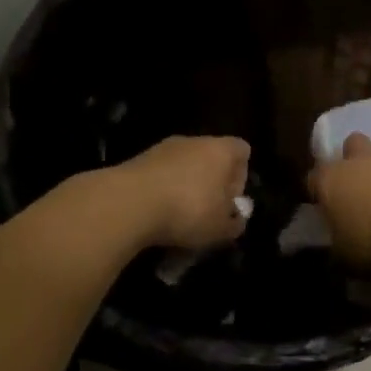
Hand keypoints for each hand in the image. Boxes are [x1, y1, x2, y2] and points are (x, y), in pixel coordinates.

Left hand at [118, 136, 251, 250]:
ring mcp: (162, 149)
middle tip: (206, 215)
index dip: (241, 176)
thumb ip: (234, 223)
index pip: (242, 151)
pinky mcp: (137, 161)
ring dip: (183, 192)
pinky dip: (160, 195)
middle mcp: (193, 141)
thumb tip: (234, 219)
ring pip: (182, 169)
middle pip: (210, 159)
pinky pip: (158, 178)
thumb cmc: (188, 210)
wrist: (129, 203)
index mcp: (221, 150)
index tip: (230, 201)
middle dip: (209, 186)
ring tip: (177, 222)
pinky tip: (154, 219)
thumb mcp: (221, 228)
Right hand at [307, 134, 370, 270]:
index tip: (326, 209)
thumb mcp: (346, 254)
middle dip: (352, 161)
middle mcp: (355, 162)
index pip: (314, 178)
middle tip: (356, 188)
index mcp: (329, 180)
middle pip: (350, 147)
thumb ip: (340, 244)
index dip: (319, 192)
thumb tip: (340, 244)